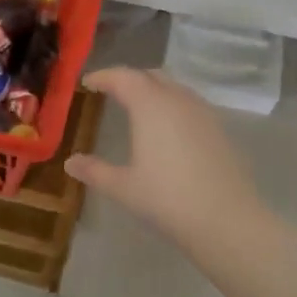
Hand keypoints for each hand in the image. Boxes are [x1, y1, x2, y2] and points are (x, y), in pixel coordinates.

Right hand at [65, 67, 263, 250]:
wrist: (225, 219)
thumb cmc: (166, 199)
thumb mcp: (122, 187)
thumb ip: (94, 170)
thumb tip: (70, 162)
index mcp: (151, 106)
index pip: (124, 77)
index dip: (104, 76)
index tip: (88, 83)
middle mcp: (178, 100)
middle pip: (152, 76)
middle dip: (130, 79)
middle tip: (112, 91)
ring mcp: (204, 113)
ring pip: (175, 88)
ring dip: (154, 90)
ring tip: (138, 107)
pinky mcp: (220, 130)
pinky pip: (191, 105)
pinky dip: (173, 106)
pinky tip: (168, 129)